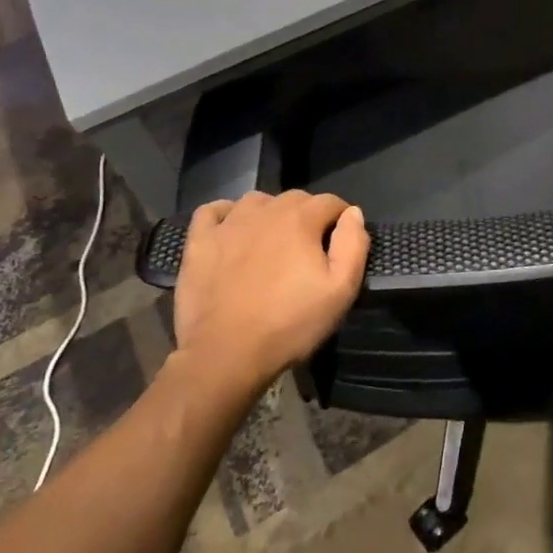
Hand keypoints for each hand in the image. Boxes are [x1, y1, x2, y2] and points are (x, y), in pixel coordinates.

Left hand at [172, 190, 369, 399]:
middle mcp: (265, 210)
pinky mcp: (199, 241)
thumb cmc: (290, 324)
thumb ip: (353, 245)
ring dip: (270, 213)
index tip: (342, 241)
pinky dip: (225, 214)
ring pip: (257, 201)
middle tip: (310, 248)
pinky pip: (212, 211)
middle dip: (309, 215)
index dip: (341, 218)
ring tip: (273, 241)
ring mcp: (228, 223)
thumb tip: (353, 214)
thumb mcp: (340, 290)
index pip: (330, 202)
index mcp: (300, 219)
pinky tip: (232, 231)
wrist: (226, 353)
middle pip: (295, 198)